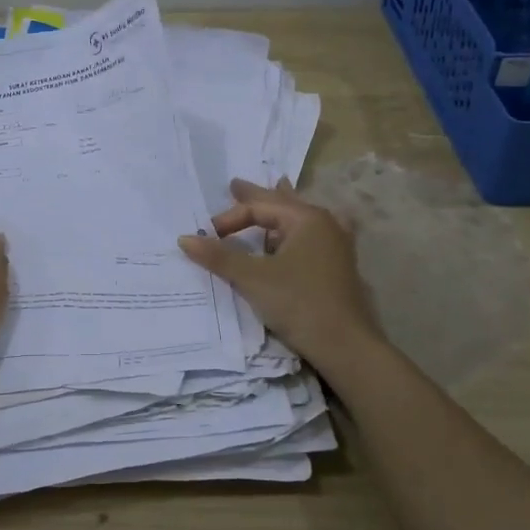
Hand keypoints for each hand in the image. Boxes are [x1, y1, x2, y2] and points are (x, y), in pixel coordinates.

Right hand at [178, 178, 380, 365]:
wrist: (344, 345)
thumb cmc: (298, 303)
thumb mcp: (252, 278)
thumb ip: (219, 256)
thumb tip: (184, 239)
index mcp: (307, 218)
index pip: (259, 208)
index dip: (229, 219)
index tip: (208, 237)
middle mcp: (325, 224)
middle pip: (283, 205)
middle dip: (258, 197)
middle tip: (236, 185)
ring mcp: (335, 246)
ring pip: (299, 221)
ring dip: (279, 213)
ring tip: (275, 191)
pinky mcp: (337, 267)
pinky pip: (310, 237)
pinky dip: (294, 231)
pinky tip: (299, 233)